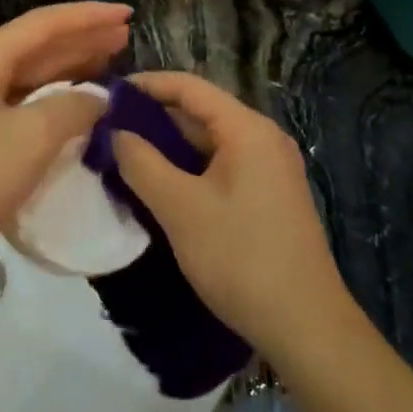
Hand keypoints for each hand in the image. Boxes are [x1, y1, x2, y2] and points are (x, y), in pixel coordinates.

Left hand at [0, 2, 132, 297]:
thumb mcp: (30, 138)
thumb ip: (71, 108)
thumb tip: (99, 99)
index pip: (41, 25)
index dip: (86, 16)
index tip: (127, 14)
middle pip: (36, 47)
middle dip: (81, 39)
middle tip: (125, 35)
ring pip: (31, 79)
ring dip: (71, 69)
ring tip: (110, 63)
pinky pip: (25, 109)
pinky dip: (56, 104)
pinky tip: (79, 110)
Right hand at [111, 72, 350, 359]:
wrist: (305, 327)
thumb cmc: (240, 258)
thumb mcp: (180, 208)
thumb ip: (142, 163)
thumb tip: (116, 133)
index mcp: (247, 129)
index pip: (190, 87)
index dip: (147, 85)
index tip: (107, 94)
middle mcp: (263, 139)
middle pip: (201, 113)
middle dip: (154, 118)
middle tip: (108, 130)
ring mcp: (270, 169)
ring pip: (210, 143)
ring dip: (169, 147)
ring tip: (125, 156)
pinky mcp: (269, 197)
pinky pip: (221, 167)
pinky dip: (189, 169)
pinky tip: (160, 187)